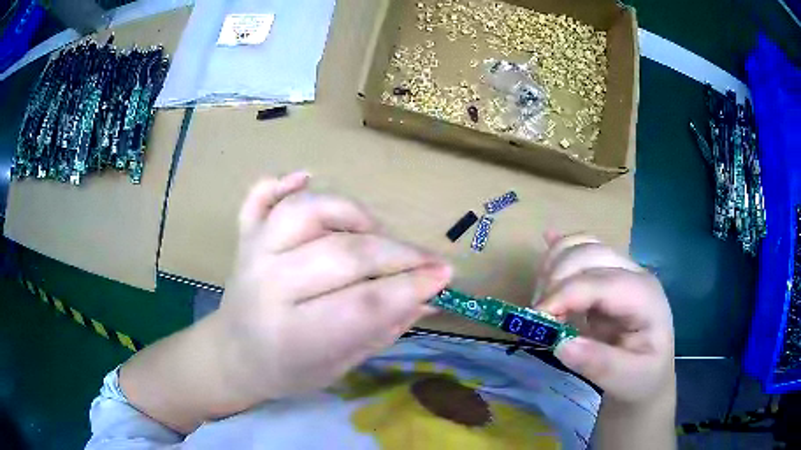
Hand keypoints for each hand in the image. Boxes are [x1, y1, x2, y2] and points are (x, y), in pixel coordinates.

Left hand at [215, 172, 451, 404]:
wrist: (234, 356)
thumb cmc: (289, 371)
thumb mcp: (341, 365)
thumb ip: (384, 328)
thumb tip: (429, 297)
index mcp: (293, 335)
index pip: (363, 304)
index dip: (410, 287)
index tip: (444, 276)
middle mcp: (269, 287)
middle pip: (343, 254)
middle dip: (398, 254)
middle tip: (428, 260)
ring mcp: (253, 255)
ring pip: (306, 212)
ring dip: (351, 214)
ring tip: (374, 231)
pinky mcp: (244, 237)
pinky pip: (260, 198)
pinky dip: (282, 183)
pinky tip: (305, 177)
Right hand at [534, 232, 674, 404]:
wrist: (650, 371)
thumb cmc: (642, 375)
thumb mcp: (627, 379)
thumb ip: (599, 364)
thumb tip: (561, 344)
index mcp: (643, 296)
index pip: (598, 282)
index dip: (563, 295)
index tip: (535, 321)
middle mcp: (633, 272)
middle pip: (588, 253)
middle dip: (554, 281)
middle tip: (538, 319)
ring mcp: (620, 268)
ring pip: (580, 244)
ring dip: (552, 266)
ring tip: (542, 304)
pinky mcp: (606, 272)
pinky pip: (580, 248)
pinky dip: (559, 249)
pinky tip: (545, 243)